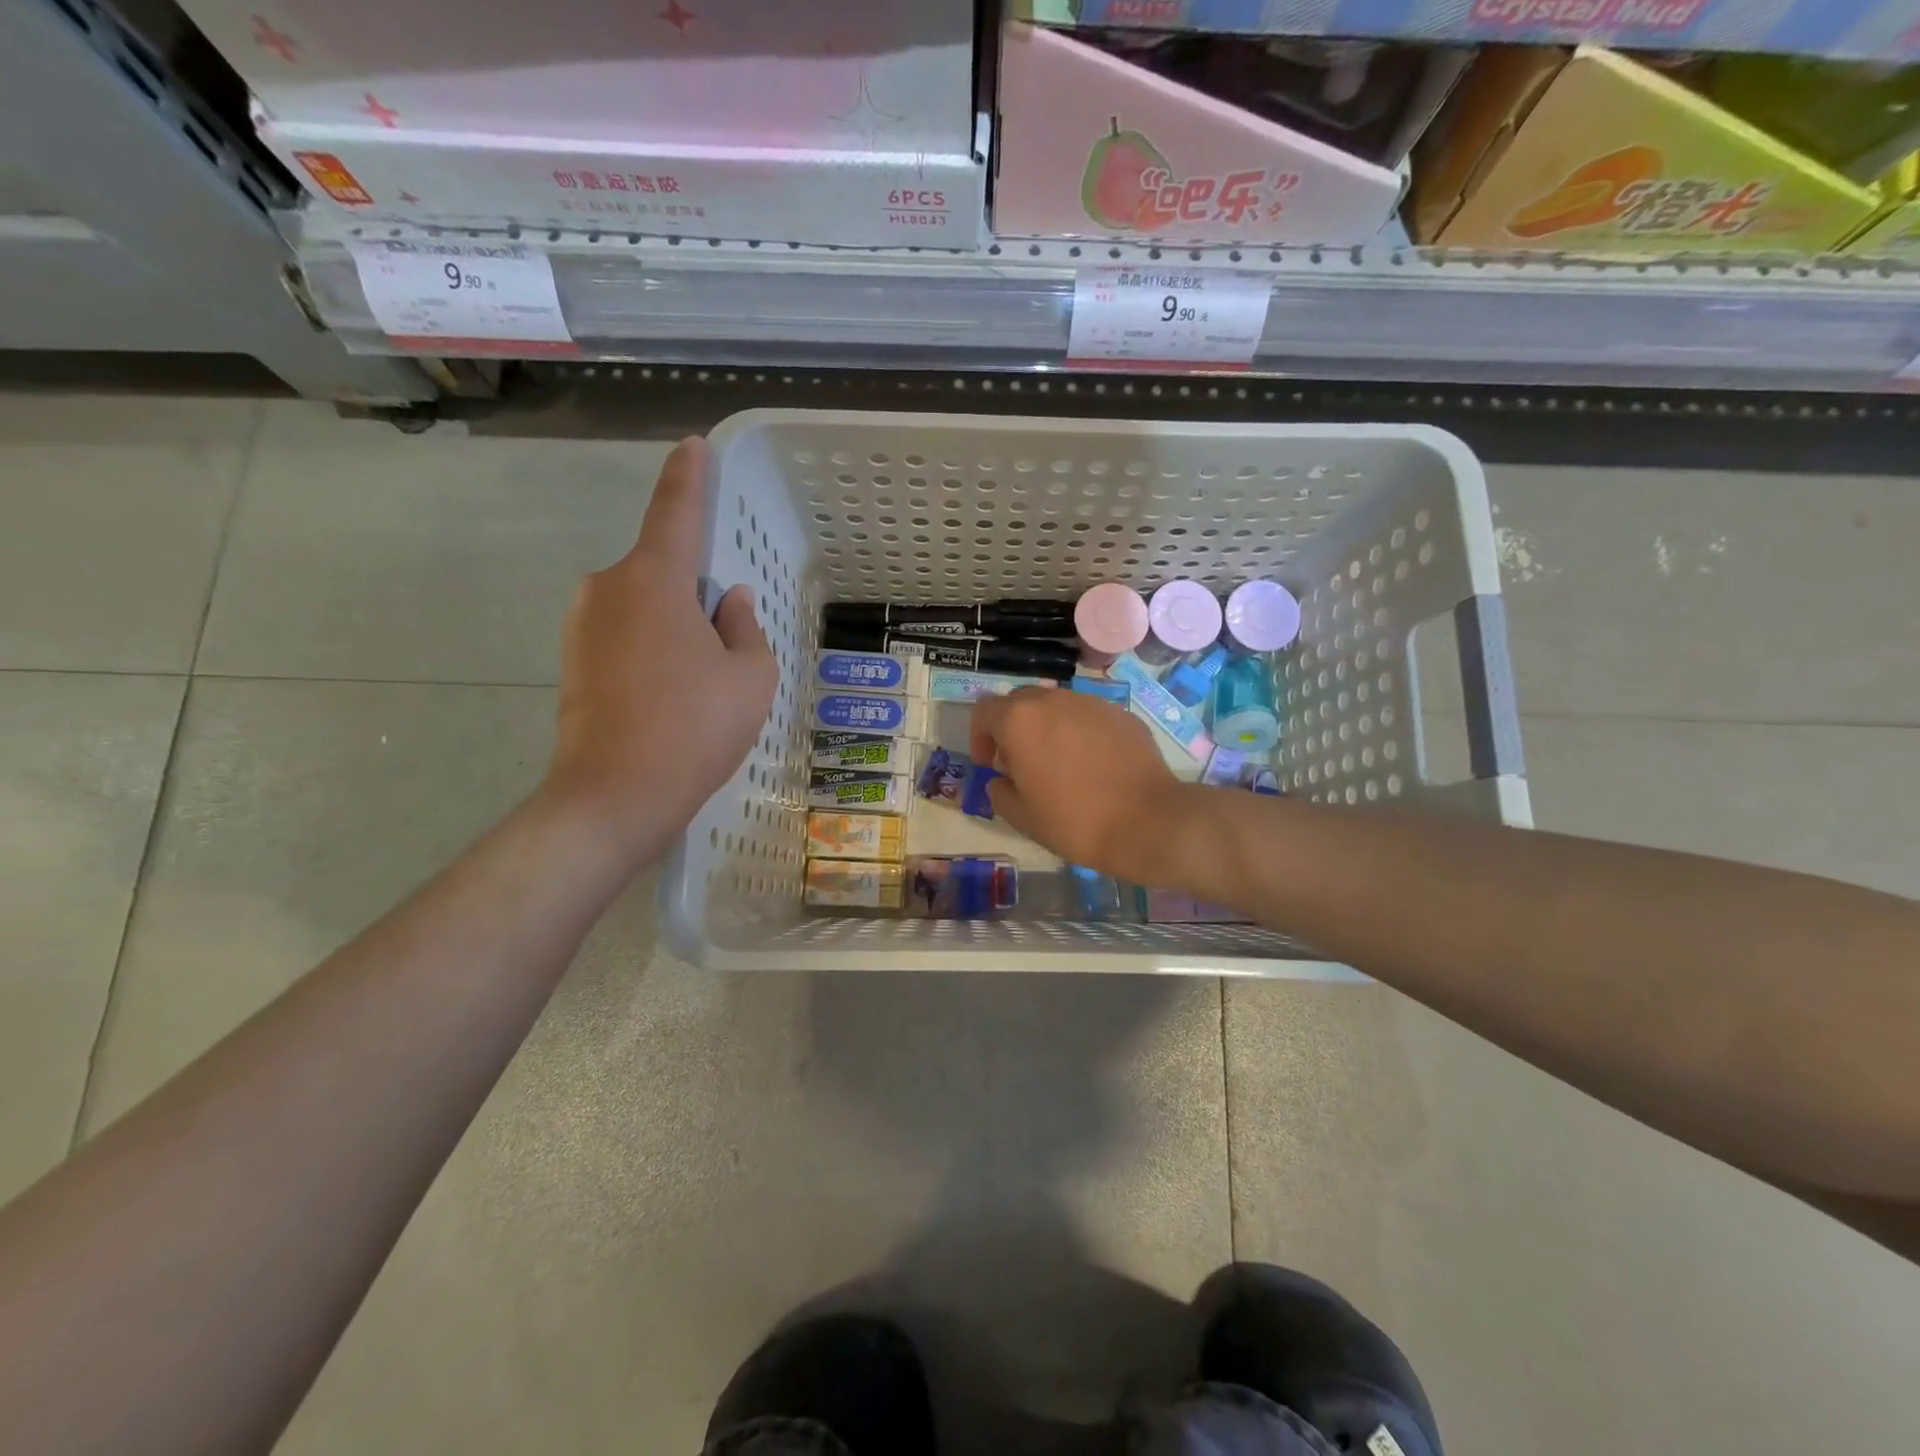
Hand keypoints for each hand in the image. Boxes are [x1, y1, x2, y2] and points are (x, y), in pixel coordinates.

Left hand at [546, 437, 776, 863]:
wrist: (615, 797)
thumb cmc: (695, 727)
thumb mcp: (750, 676)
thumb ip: (745, 628)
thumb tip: (730, 602)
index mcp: (654, 580)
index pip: (676, 511)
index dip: (688, 477)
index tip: (691, 446)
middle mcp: (607, 589)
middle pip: (663, 572)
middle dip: (695, 595)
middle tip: (725, 647)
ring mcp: (582, 627)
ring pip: (644, 609)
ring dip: (675, 629)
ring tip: (700, 685)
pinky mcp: (572, 663)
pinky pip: (625, 638)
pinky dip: (652, 653)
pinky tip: (671, 700)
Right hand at [970, 686, 1186, 882]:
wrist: (1147, 821)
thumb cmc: (1074, 821)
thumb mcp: (1021, 816)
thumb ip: (999, 791)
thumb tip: (1001, 779)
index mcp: (1020, 721)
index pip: (984, 711)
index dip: (980, 737)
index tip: (989, 764)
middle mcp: (1053, 701)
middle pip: (1020, 702)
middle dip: (1012, 728)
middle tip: (1021, 763)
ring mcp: (1091, 703)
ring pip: (1056, 706)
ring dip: (1047, 728)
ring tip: (1059, 764)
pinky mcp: (1121, 714)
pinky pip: (1088, 717)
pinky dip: (1080, 733)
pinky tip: (1093, 765)